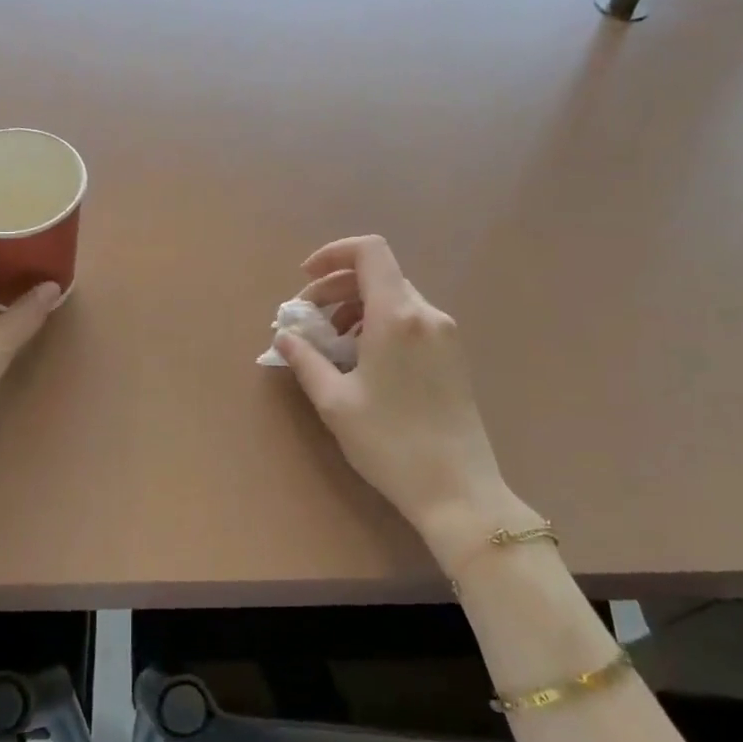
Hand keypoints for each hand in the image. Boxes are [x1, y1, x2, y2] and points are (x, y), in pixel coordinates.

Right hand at [275, 236, 519, 562]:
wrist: (458, 490)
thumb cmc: (390, 443)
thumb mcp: (335, 401)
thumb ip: (305, 360)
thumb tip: (284, 337)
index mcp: (397, 316)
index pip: (369, 251)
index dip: (333, 254)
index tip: (305, 280)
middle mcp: (426, 314)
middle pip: (378, 274)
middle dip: (335, 288)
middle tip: (306, 320)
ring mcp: (445, 334)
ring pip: (393, 298)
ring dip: (355, 308)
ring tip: (331, 344)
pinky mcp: (453, 355)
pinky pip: (409, 320)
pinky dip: (378, 324)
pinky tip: (362, 359)